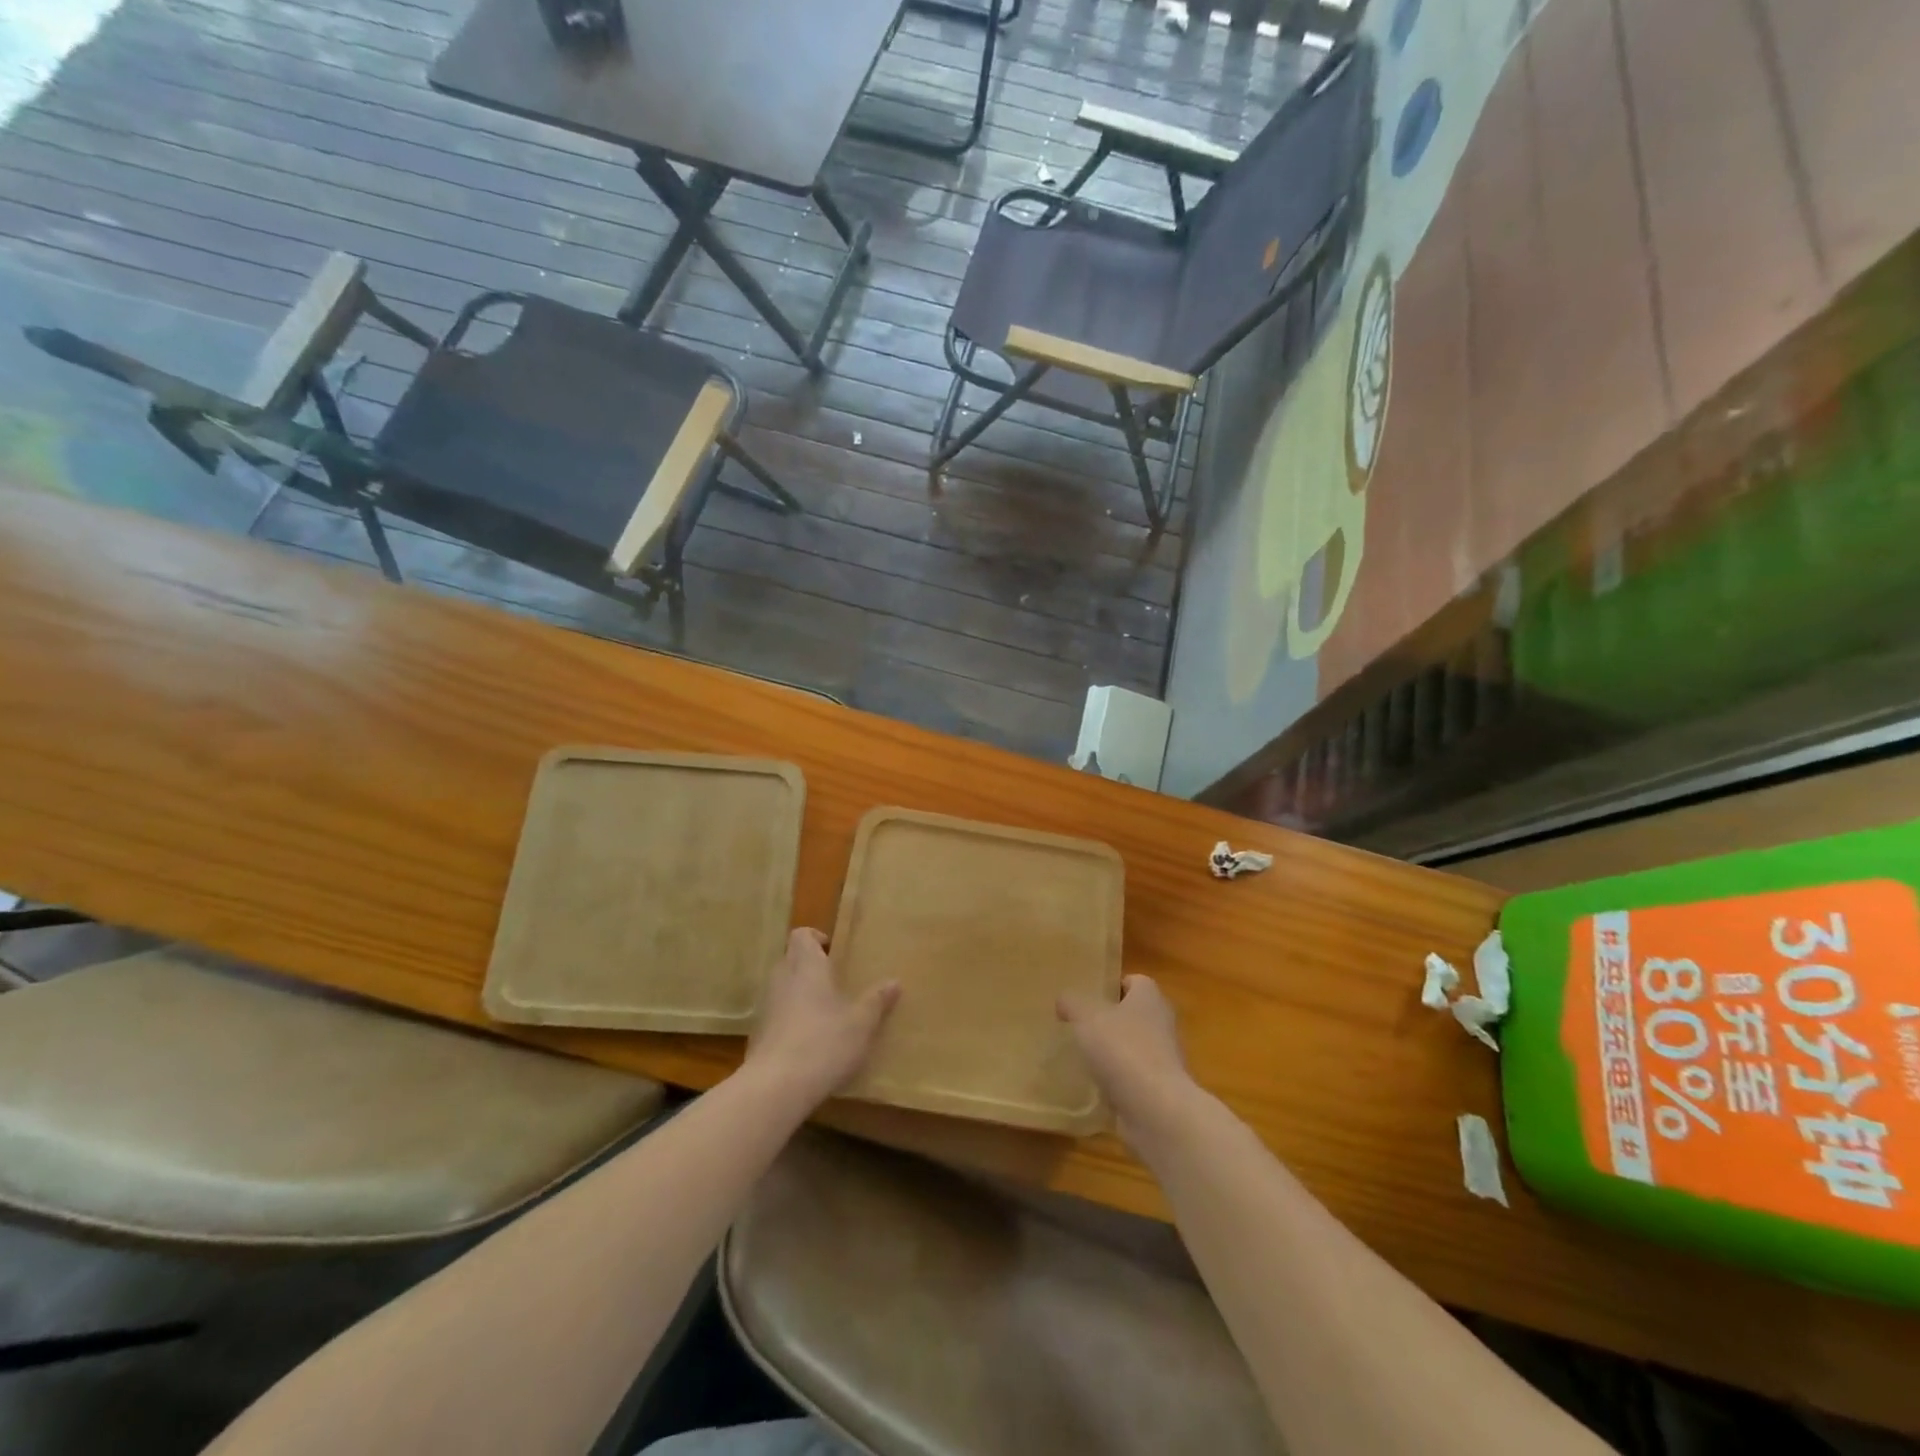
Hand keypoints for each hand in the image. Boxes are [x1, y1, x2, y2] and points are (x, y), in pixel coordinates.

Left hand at [745, 929, 899, 1107]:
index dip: (816, 938)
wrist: (776, 1087)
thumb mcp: (861, 1023)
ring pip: (782, 987)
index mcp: (807, 967)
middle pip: (791, 959)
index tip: (834, 952)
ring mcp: (766, 1006)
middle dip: (810, 967)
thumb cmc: (824, 1043)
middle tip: (835, 982)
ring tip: (825, 1013)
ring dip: (800, 993)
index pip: (802, 935)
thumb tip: (894, 982)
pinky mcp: (758, 1034)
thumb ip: (877, 1001)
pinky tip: (808, 1042)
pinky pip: (776, 1014)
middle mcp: (782, 979)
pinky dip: (790, 1019)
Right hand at [1058, 974, 1202, 1147]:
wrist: (1156, 1109)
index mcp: (1149, 998)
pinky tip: (1094, 1086)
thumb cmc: (1123, 1049)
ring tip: (1083, 1056)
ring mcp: (1164, 1059)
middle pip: (1135, 1014)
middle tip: (1080, 1024)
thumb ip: (1072, 1003)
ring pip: (1134, 1047)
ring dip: (1114, 1052)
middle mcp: (1162, 1024)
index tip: (1090, 995)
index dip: (1113, 985)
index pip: (1135, 981)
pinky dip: (1117, 1081)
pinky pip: (1134, 1078)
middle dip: (1111, 1019)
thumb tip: (1063, 999)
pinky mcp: (1159, 1090)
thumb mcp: (1086, 1017)